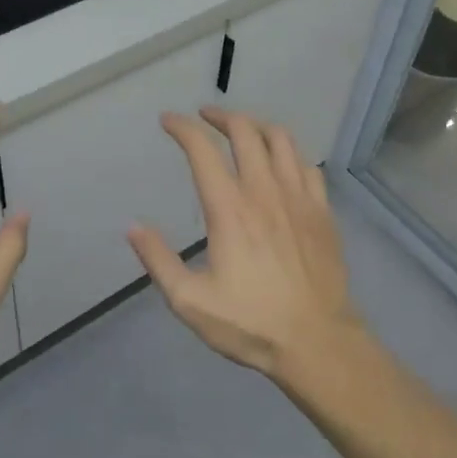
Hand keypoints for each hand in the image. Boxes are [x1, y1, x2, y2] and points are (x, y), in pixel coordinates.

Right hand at [128, 107, 362, 379]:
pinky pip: (307, 166)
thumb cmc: (250, 323)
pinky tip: (282, 164)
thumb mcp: (190, 301)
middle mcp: (264, 191)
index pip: (202, 150)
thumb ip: (159, 260)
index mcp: (229, 208)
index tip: (168, 121)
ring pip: (281, 140)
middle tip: (205, 117)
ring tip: (243, 130)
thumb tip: (133, 227)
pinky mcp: (322, 211)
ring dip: (257, 126)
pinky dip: (289, 154)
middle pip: (245, 131)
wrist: (317, 341)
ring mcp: (298, 198)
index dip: (183, 128)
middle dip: (221, 116)